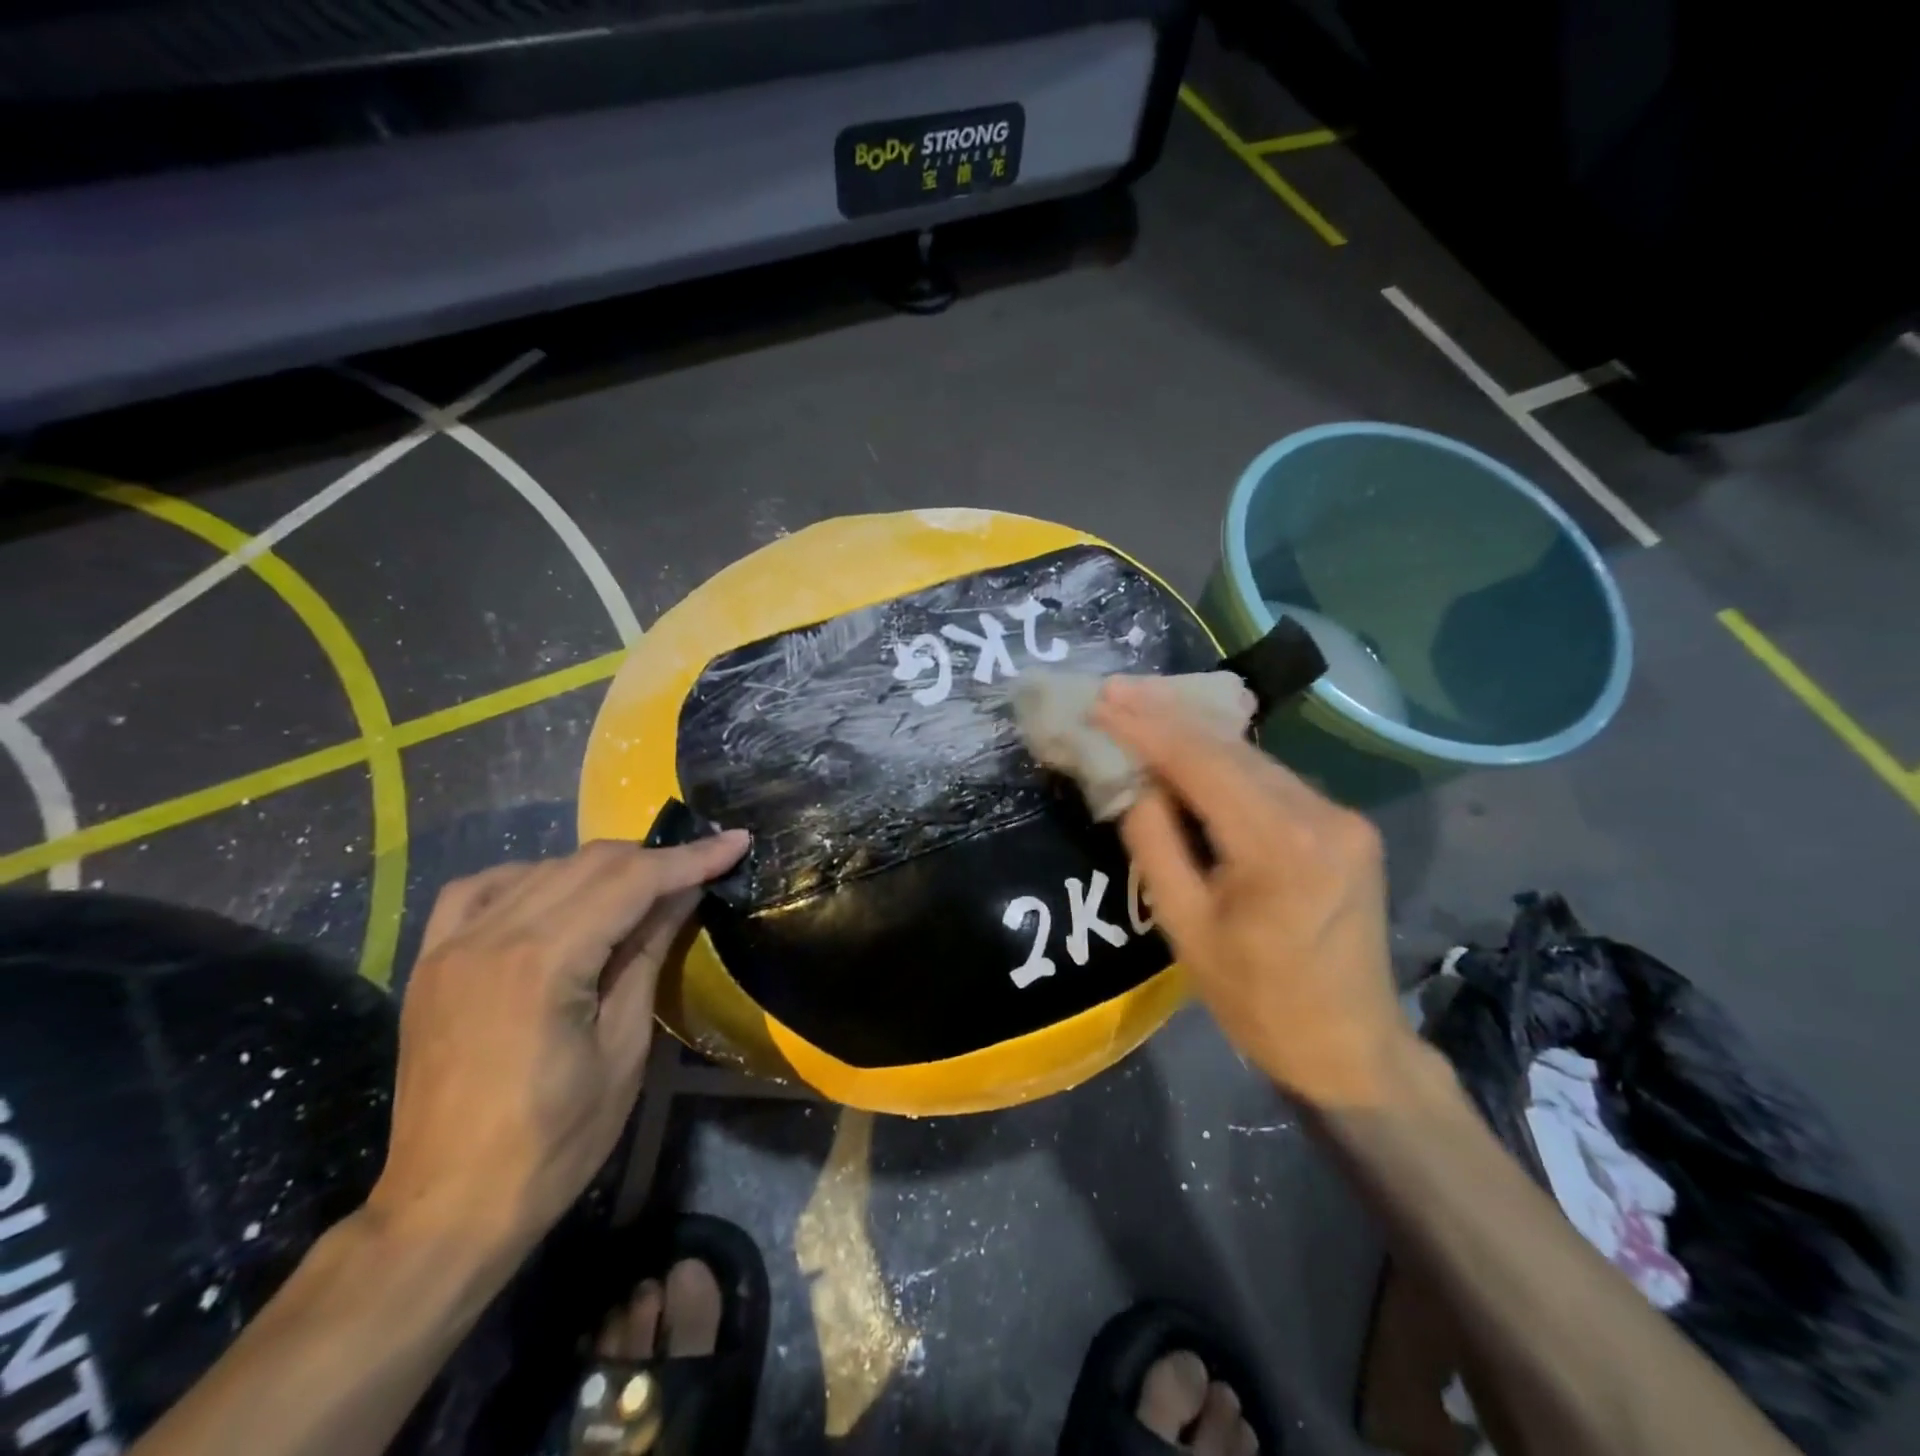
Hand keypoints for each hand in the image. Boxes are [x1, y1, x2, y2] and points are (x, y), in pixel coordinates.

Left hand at [367, 834, 748, 1256]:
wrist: (447, 1211)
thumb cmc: (554, 1141)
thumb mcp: (623, 1046)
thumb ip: (648, 955)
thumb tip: (684, 894)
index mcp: (543, 962)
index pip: (632, 881)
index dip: (691, 858)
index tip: (736, 841)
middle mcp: (491, 936)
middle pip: (589, 864)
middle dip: (654, 858)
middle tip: (702, 866)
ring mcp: (450, 946)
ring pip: (541, 868)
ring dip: (601, 868)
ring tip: (643, 887)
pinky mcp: (430, 963)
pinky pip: (480, 890)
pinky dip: (530, 878)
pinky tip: (555, 893)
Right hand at [1093, 676, 1410, 1108]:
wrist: (1350, 1046)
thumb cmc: (1255, 999)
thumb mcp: (1184, 925)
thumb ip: (1153, 841)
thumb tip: (1132, 779)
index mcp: (1280, 846)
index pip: (1201, 764)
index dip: (1146, 729)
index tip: (1101, 702)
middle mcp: (1322, 815)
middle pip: (1231, 749)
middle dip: (1167, 716)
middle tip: (1115, 691)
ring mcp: (1343, 817)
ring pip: (1253, 758)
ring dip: (1195, 735)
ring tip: (1141, 708)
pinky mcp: (1346, 825)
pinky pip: (1273, 779)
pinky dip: (1226, 762)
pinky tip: (1191, 749)